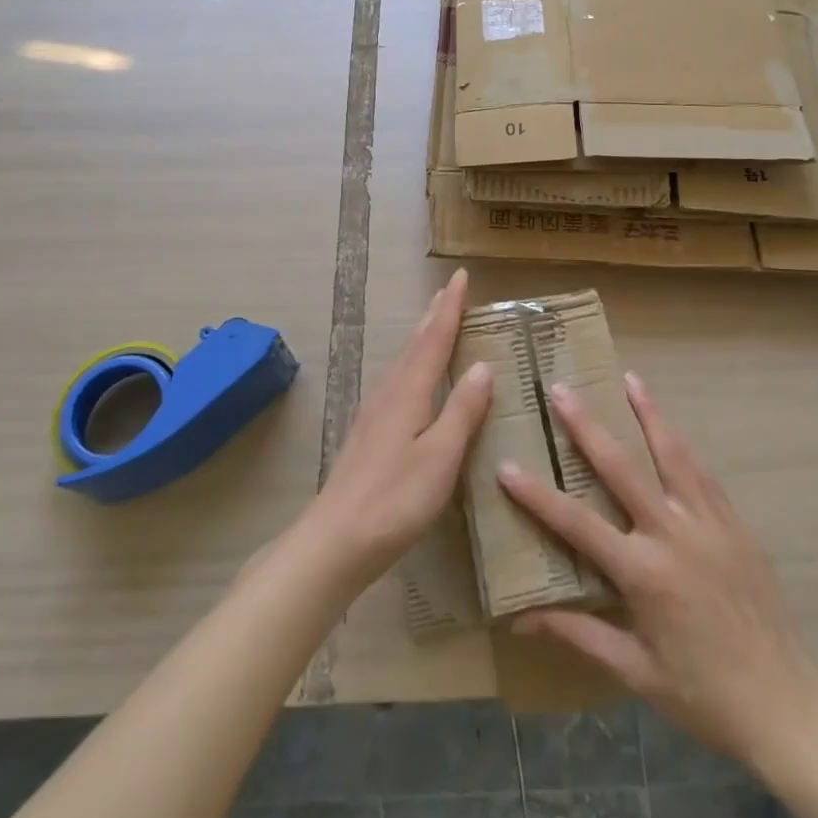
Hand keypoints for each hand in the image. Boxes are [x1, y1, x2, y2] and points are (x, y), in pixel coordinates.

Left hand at [305, 268, 493, 587]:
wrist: (335, 541)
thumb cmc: (395, 500)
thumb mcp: (440, 456)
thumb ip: (462, 410)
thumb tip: (482, 365)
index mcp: (409, 392)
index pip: (434, 339)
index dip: (450, 308)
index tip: (460, 276)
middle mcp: (389, 393)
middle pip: (415, 344)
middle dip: (434, 315)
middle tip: (448, 290)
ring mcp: (374, 413)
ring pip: (402, 361)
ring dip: (421, 337)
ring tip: (434, 322)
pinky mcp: (368, 433)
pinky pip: (396, 380)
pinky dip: (411, 363)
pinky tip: (411, 379)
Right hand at [497, 373, 817, 774]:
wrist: (785, 706)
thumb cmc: (702, 695)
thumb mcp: (635, 672)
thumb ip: (579, 635)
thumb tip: (521, 619)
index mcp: (644, 573)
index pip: (578, 524)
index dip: (538, 496)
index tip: (507, 466)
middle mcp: (674, 535)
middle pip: (622, 468)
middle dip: (587, 426)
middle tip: (561, 390)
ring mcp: (709, 523)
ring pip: (672, 454)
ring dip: (649, 414)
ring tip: (631, 378)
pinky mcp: (736, 524)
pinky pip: (703, 474)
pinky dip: (683, 445)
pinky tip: (671, 426)